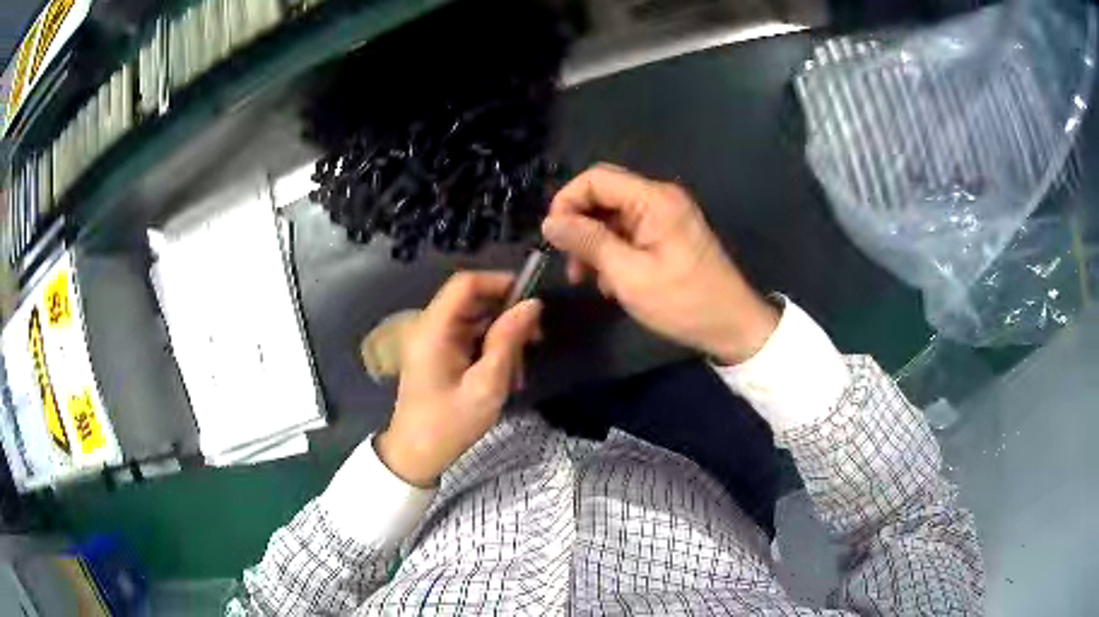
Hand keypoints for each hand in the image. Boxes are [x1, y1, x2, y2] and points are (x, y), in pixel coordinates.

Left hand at [376, 272, 541, 486]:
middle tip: (535, 341)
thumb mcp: (486, 385)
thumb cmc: (449, 424)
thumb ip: (508, 341)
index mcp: (434, 329)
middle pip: (473, 301)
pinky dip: (491, 351)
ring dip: (502, 338)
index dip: (500, 282)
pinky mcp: (439, 355)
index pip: (465, 283)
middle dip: (507, 315)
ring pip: (476, 320)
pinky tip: (506, 376)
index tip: (532, 301)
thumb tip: (532, 304)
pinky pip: (470, 339)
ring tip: (520, 369)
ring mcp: (434, 341)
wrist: (416, 456)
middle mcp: (430, 327)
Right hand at [541, 164, 777, 364]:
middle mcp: (660, 198)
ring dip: (595, 244)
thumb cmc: (683, 302)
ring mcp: (666, 216)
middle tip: (569, 264)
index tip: (553, 237)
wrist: (733, 326)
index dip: (567, 201)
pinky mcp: (669, 234)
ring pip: (613, 217)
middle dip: (580, 226)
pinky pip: (629, 233)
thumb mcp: (628, 275)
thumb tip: (550, 222)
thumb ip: (588, 242)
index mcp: (654, 199)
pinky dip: (613, 252)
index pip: (595, 178)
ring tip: (588, 280)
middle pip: (604, 195)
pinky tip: (611, 283)